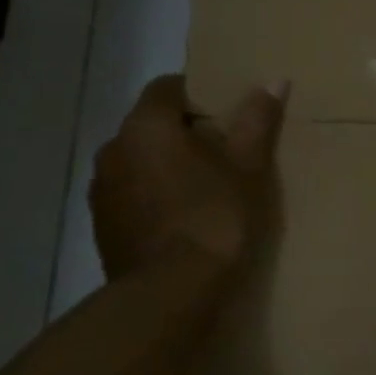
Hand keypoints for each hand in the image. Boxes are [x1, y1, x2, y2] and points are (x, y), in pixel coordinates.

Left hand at [89, 75, 288, 281]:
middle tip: (224, 150)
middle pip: (151, 125)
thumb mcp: (248, 167)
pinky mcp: (102, 226)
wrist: (170, 293)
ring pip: (139, 161)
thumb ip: (256, 120)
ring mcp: (102, 190)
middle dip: (183, 132)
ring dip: (165, 165)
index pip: (167, 87)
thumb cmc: (214, 217)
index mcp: (146, 126)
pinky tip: (183, 218)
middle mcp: (113, 149)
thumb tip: (273, 81)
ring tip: (205, 187)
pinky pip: (132, 194)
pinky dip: (153, 196)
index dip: (198, 94)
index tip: (227, 113)